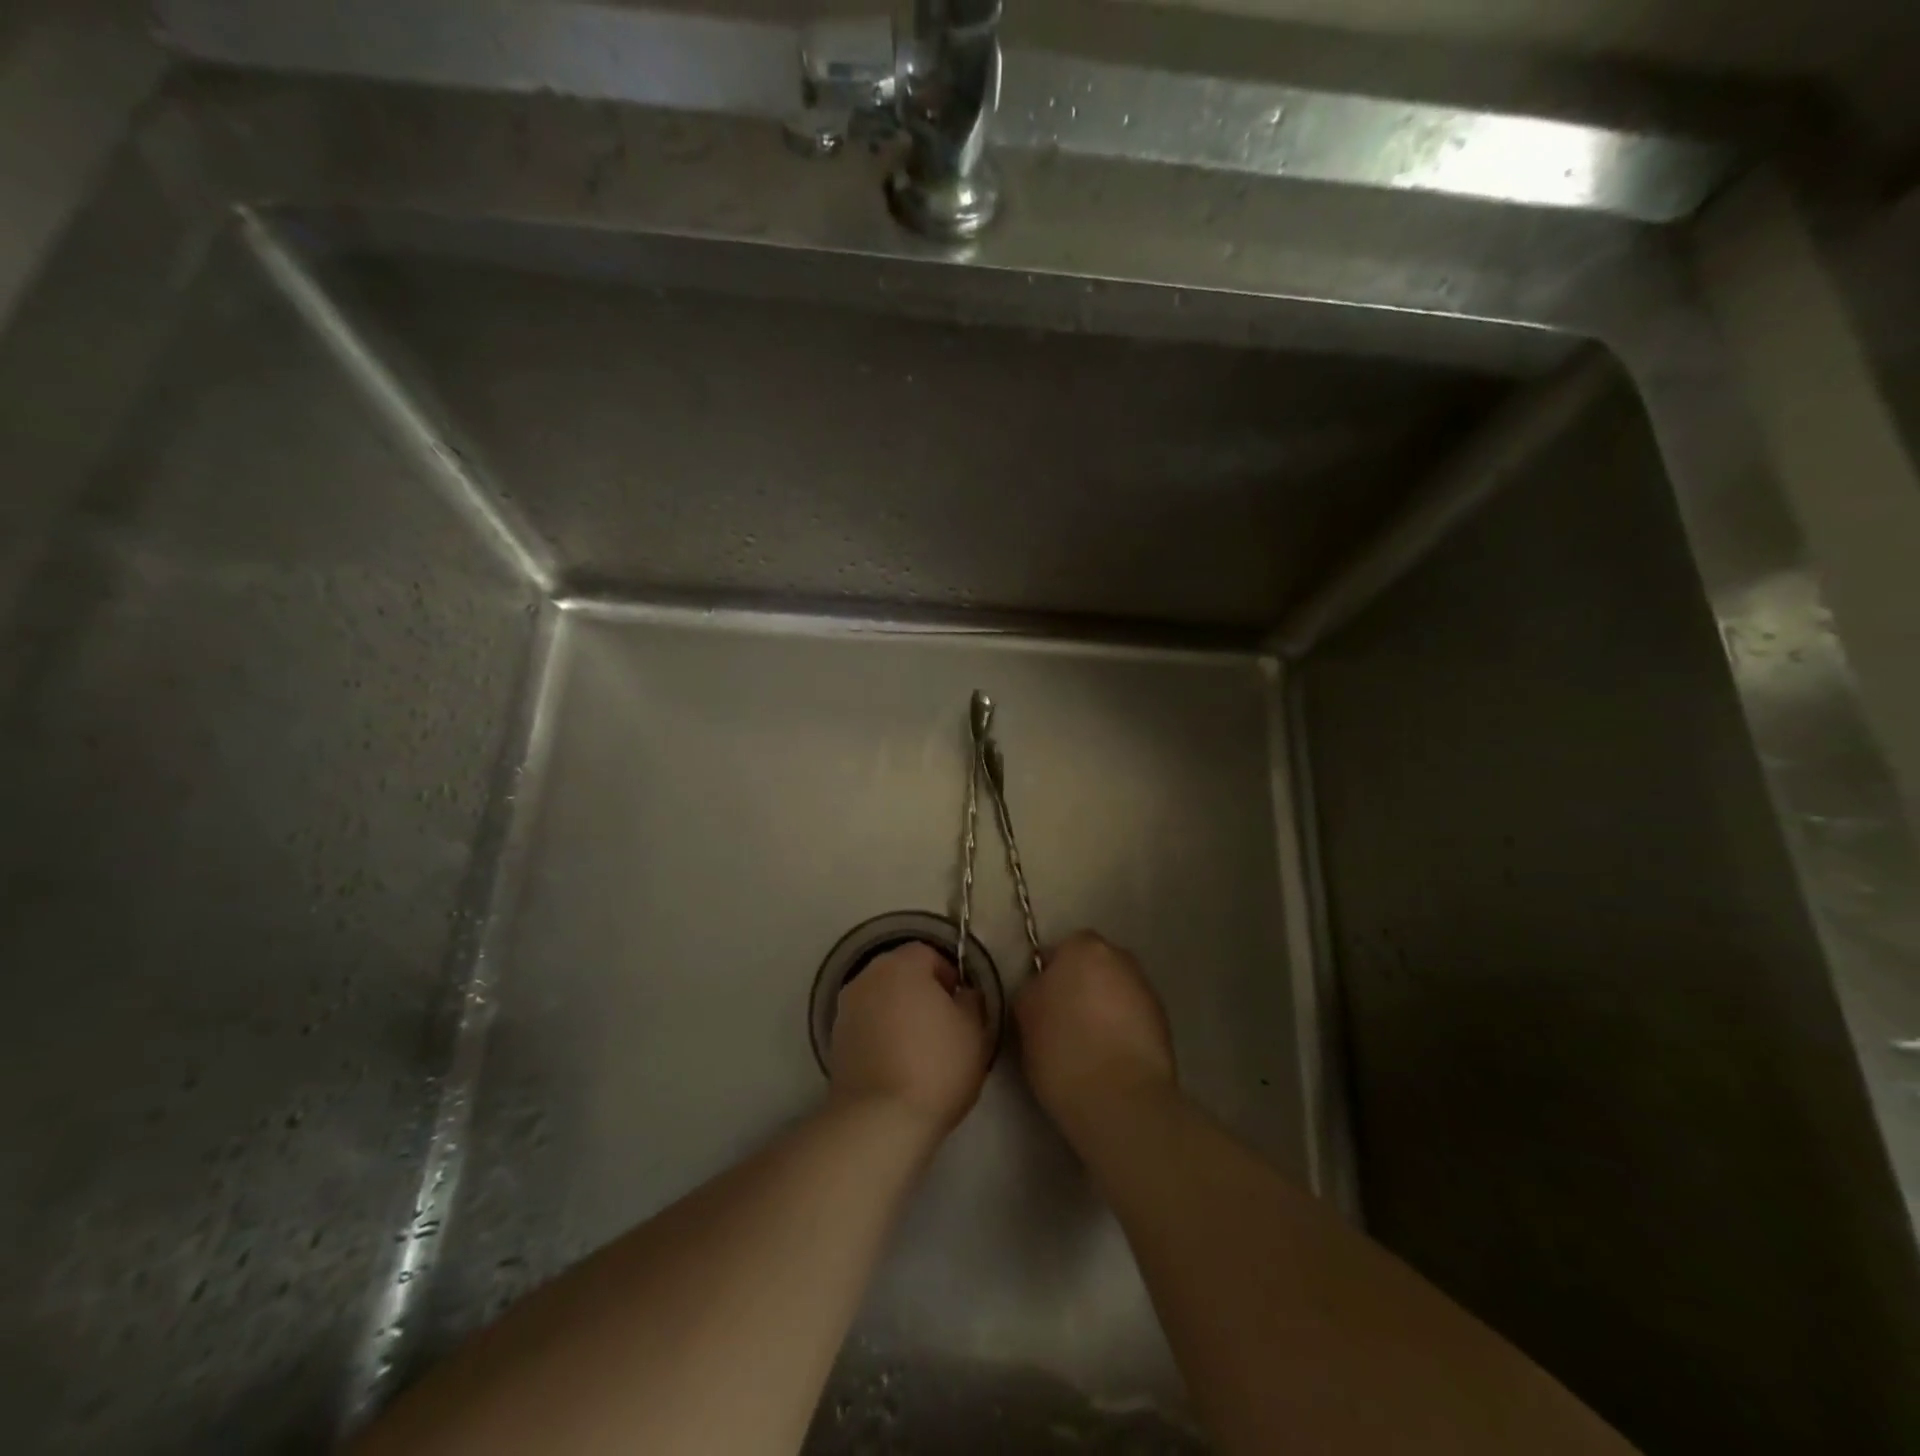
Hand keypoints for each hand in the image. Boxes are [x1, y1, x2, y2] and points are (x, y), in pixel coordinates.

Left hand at [830, 942, 988, 1134]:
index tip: (960, 1004)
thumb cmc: (936, 1066)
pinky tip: (896, 1064)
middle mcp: (868, 977)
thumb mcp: (974, 1031)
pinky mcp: (834, 1040)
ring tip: (919, 1048)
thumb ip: (972, 1001)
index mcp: (901, 965)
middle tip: (943, 1024)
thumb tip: (963, 994)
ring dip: (898, 1013)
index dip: (948, 975)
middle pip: (900, 973)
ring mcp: (846, 1008)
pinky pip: (866, 1025)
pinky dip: (881, 1035)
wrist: (880, 1119)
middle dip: (921, 992)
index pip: (927, 953)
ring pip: (881, 999)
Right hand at [1015, 930, 1175, 1130]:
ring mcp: (1147, 990)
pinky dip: (1123, 1030)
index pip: (1061, 949)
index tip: (1042, 1004)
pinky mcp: (1165, 1023)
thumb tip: (1044, 987)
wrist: (1121, 1099)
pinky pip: (1134, 1018)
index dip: (1050, 975)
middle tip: (1063, 1022)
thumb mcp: (1025, 1013)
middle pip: (1094, 966)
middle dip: (1081, 986)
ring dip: (1104, 1008)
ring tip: (1088, 1046)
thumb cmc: (1062, 1048)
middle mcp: (1121, 957)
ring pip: (1115, 991)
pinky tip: (1110, 1059)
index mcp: (1083, 946)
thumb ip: (1034, 988)